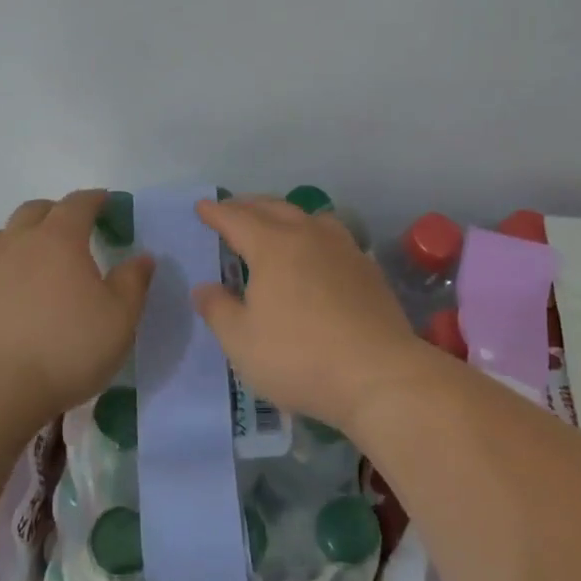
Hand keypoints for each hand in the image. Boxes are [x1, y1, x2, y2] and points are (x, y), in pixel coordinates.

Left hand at [0, 190, 154, 423]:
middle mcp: (22, 241)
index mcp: (60, 238)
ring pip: (9, 232)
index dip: (95, 199)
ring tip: (46, 252)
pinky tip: (22, 282)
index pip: (78, 203)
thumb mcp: (120, 317)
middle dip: (59, 210)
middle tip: (78, 227)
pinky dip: (12, 259)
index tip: (108, 202)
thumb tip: (142, 257)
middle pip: (37, 210)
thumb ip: (133, 282)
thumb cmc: (68, 346)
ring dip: (29, 232)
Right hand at [192, 195, 425, 433]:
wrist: (377, 374)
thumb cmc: (299, 357)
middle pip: (274, 208)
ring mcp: (344, 250)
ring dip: (286, 214)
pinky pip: (334, 237)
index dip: (217, 213)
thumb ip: (219, 310)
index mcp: (272, 246)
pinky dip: (315, 234)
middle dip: (249, 206)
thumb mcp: (242, 342)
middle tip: (232, 208)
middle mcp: (309, 236)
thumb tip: (205, 287)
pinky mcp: (368, 270)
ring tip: (276, 223)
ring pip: (310, 217)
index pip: (237, 219)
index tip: (202, 207)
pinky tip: (316, 253)